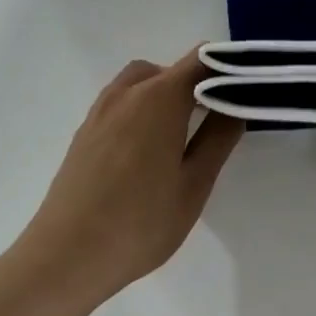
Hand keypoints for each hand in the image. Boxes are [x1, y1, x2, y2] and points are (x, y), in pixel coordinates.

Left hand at [20, 50, 243, 294]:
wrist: (67, 255)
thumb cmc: (141, 222)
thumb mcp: (194, 185)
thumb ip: (218, 138)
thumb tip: (235, 104)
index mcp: (158, 99)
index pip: (200, 60)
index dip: (227, 67)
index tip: (248, 89)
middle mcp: (126, 93)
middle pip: (168, 70)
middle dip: (195, 83)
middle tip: (217, 119)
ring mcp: (100, 112)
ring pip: (140, 83)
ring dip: (165, 94)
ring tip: (182, 135)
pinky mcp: (84, 132)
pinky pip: (120, 103)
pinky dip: (141, 109)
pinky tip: (148, 151)